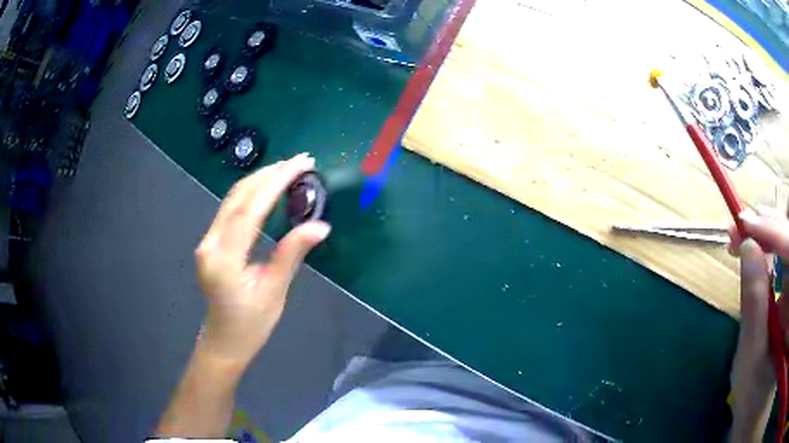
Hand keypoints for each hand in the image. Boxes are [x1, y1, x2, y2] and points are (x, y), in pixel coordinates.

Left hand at [195, 153, 330, 366]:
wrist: (224, 340)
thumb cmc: (251, 324)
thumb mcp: (275, 291)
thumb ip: (292, 253)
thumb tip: (320, 225)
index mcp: (224, 259)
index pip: (250, 208)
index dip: (276, 182)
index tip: (301, 164)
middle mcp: (210, 243)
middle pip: (238, 197)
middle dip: (269, 174)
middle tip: (300, 160)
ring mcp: (207, 241)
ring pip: (232, 199)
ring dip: (260, 180)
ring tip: (288, 168)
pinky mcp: (211, 241)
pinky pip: (230, 209)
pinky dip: (251, 193)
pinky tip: (268, 187)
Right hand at [728, 208, 788, 440]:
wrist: (751, 412)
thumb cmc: (751, 399)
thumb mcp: (750, 361)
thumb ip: (754, 306)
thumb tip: (748, 247)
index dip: (774, 232)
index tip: (744, 224)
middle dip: (771, 228)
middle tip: (742, 229)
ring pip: (788, 243)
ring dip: (770, 236)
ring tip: (746, 240)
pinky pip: (786, 257)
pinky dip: (773, 248)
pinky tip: (759, 251)